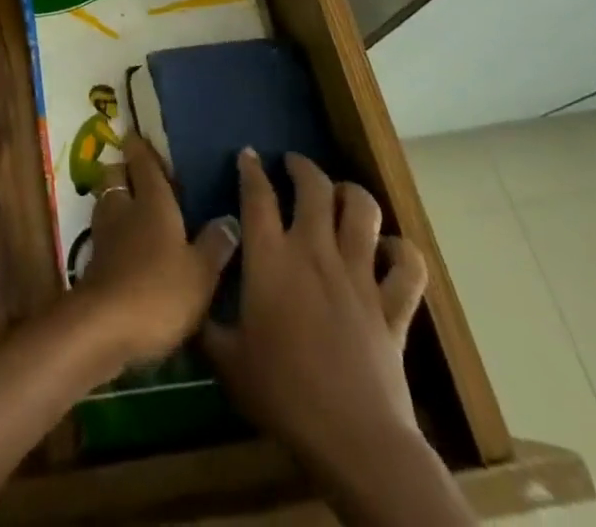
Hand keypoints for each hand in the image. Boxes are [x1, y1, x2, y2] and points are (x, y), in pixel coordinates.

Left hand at [74, 133, 239, 368]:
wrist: (105, 326)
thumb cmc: (160, 291)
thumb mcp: (201, 273)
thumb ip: (215, 245)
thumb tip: (230, 218)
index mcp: (152, 202)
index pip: (143, 163)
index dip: (140, 147)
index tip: (135, 133)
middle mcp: (124, 209)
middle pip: (116, 176)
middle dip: (123, 170)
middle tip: (139, 173)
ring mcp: (104, 234)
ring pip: (107, 202)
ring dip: (116, 199)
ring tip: (134, 207)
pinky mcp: (94, 261)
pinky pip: (104, 232)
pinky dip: (113, 231)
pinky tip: (126, 246)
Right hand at [203, 150, 428, 472]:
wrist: (353, 438)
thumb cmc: (282, 394)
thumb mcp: (226, 361)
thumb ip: (204, 324)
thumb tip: (187, 302)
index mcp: (270, 258)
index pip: (257, 196)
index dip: (251, 170)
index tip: (248, 156)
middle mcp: (315, 251)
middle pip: (315, 187)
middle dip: (303, 168)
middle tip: (293, 165)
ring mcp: (359, 275)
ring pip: (364, 211)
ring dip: (352, 194)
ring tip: (340, 194)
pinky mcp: (393, 306)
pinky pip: (407, 266)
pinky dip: (402, 252)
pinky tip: (390, 251)